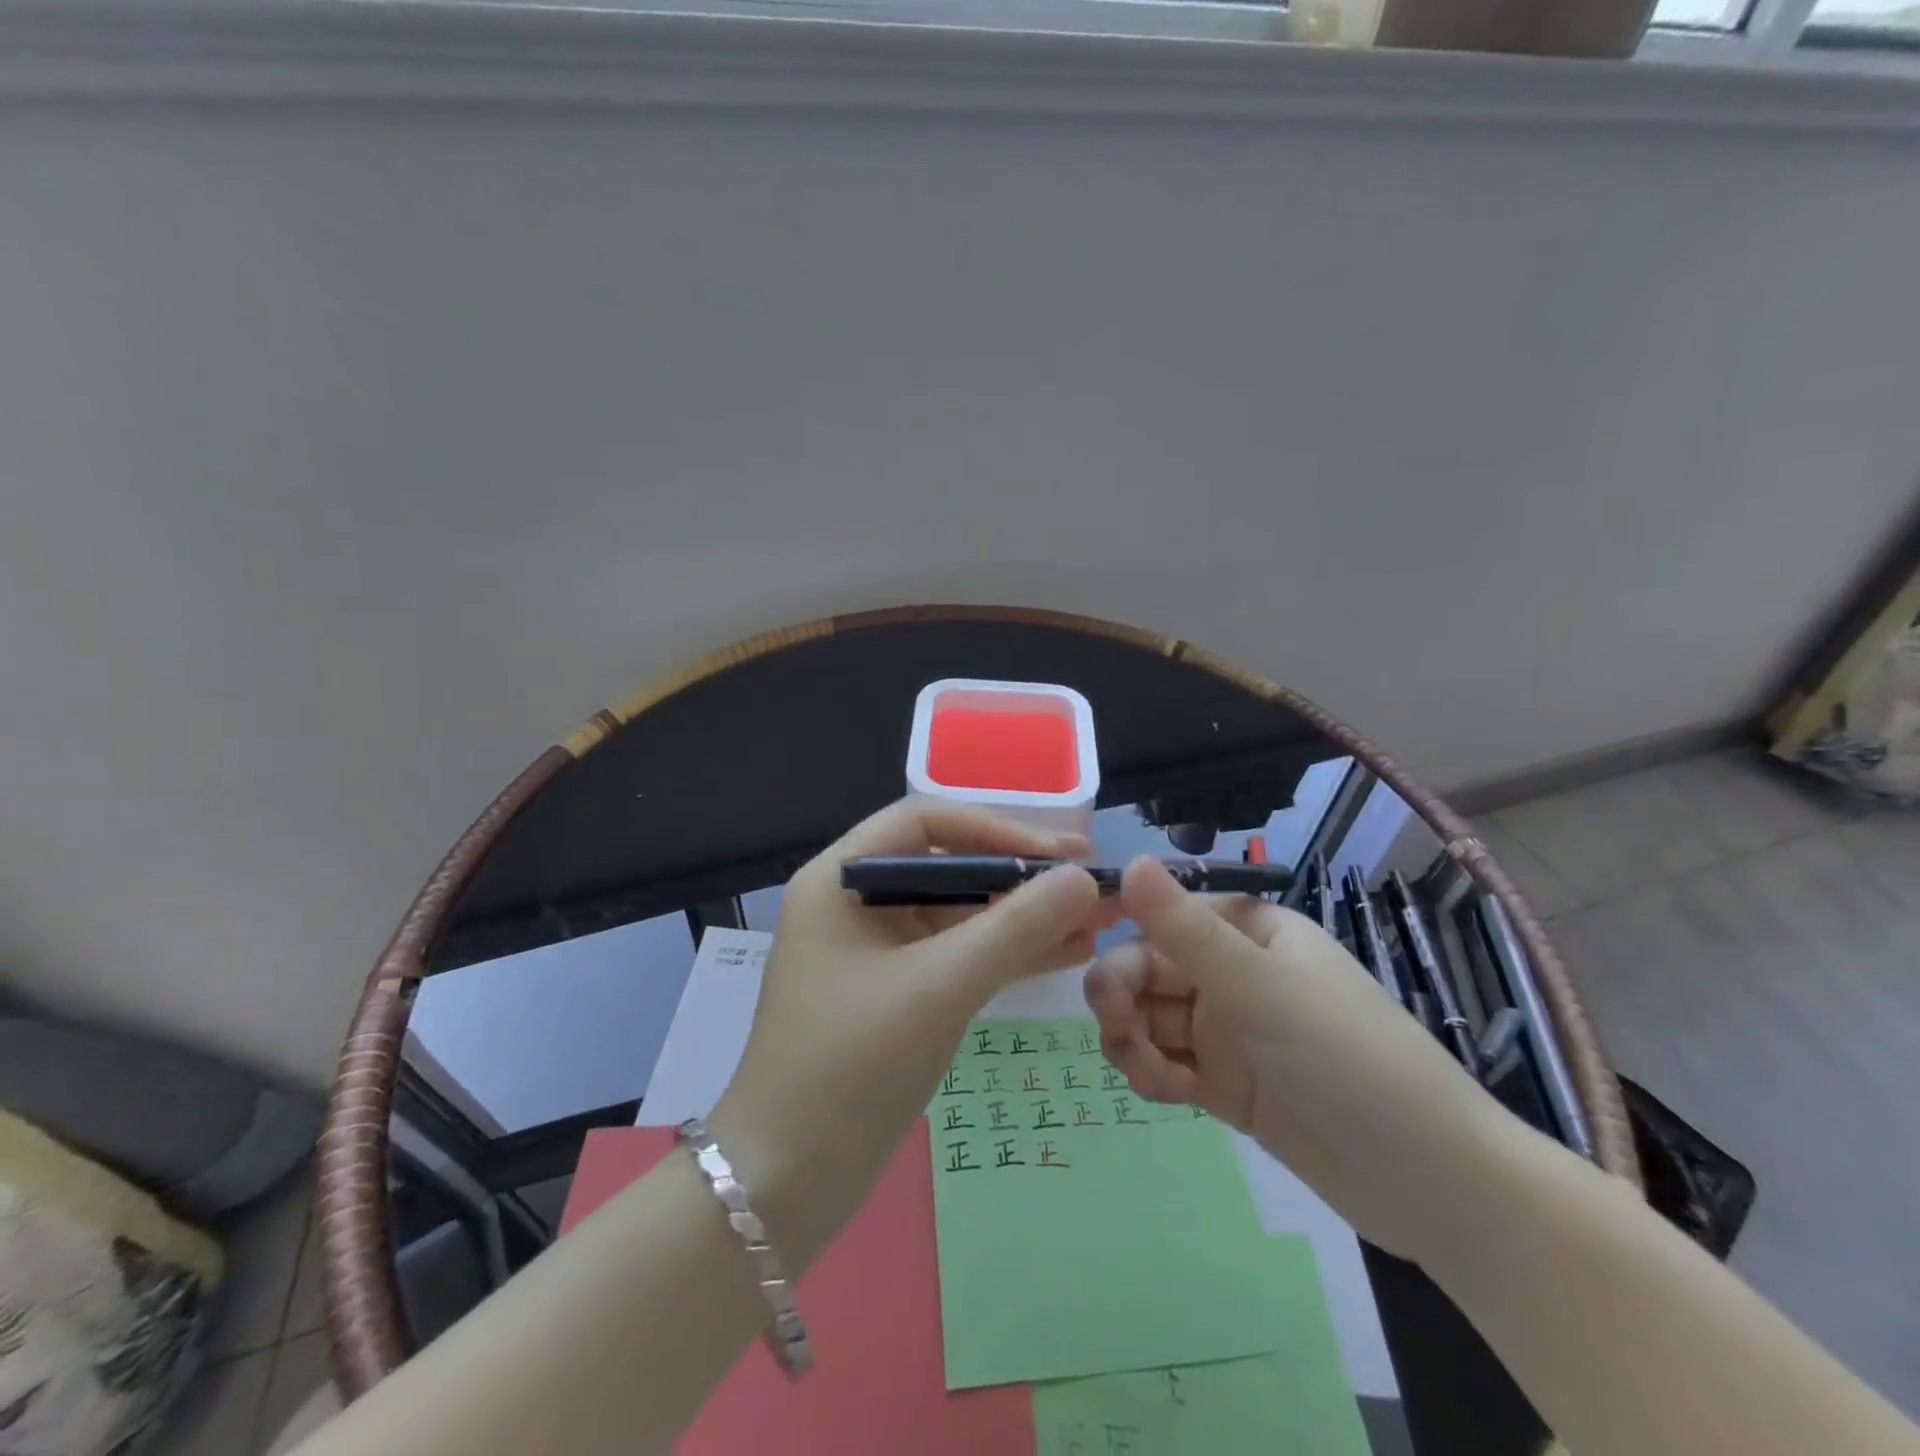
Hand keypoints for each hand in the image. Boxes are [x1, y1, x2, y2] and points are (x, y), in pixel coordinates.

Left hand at [711, 800, 1107, 1269]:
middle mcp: (855, 902)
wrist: (786, 1181)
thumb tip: (1082, 878)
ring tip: (1094, 923)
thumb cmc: (851, 1066)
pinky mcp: (894, 993)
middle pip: (948, 867)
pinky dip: (1004, 954)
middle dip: (1020, 878)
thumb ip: (1014, 928)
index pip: (926, 822)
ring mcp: (874, 951)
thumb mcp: (939, 987)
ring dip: (1022, 918)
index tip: (1061, 855)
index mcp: (841, 878)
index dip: (997, 830)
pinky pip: (955, 956)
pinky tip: (1064, 954)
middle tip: (1091, 887)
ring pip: (958, 914)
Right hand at [1083, 857, 1510, 1263]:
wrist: (1432, 1185)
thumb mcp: (1261, 988)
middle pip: (1150, 970)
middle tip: (1117, 1027)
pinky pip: (1168, 1061)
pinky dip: (1154, 1073)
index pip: (1166, 919)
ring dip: (1134, 1039)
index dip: (1127, 938)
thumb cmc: (1349, 1060)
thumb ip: (1185, 930)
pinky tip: (1165, 1092)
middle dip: (1125, 996)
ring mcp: (1229, 1031)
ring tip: (1147, 1073)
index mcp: (1249, 932)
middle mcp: (1234, 973)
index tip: (1098, 970)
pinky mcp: (1225, 1083)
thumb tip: (1128, 861)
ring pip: (1152, 1018)